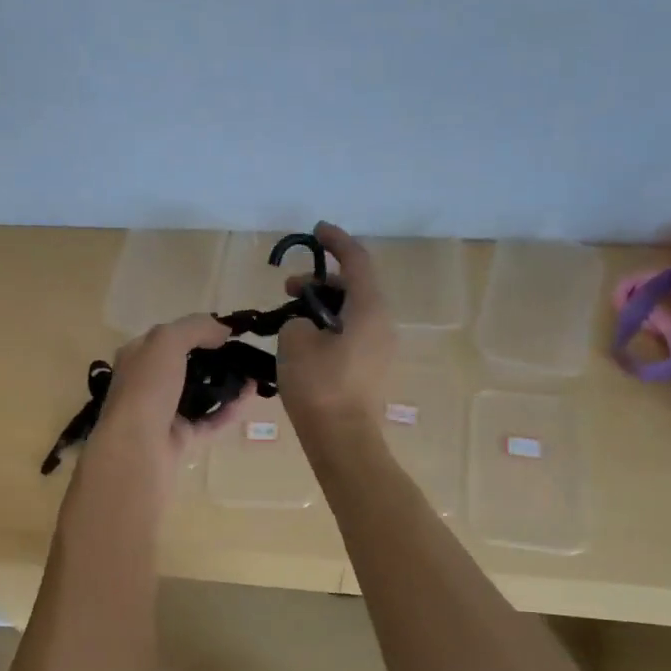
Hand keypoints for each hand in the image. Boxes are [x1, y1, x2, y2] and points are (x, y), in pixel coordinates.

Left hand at [83, 313, 254, 496]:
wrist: (137, 447)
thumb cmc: (147, 387)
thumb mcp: (167, 341)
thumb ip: (195, 327)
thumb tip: (222, 330)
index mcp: (137, 357)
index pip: (167, 338)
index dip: (195, 331)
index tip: (226, 332)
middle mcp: (147, 384)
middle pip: (185, 366)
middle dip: (214, 359)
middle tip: (243, 354)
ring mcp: (163, 413)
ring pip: (199, 395)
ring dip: (224, 385)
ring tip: (252, 374)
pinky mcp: (180, 439)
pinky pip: (209, 421)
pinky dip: (228, 410)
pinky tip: (249, 397)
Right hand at [277, 222, 395, 443]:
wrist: (342, 439)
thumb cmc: (319, 385)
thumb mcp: (296, 342)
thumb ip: (298, 320)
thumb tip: (306, 327)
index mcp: (369, 309)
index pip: (357, 261)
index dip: (336, 242)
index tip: (316, 230)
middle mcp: (382, 323)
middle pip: (355, 287)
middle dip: (321, 280)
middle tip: (288, 286)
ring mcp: (380, 348)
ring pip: (352, 312)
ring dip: (322, 306)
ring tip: (290, 315)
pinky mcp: (371, 368)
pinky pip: (352, 333)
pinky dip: (329, 327)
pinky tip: (303, 340)